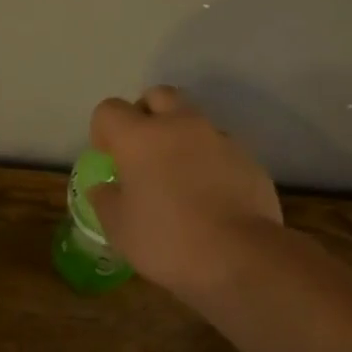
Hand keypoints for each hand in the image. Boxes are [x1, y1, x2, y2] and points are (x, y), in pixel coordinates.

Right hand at [88, 86, 282, 301]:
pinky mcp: (248, 158)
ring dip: (181, 138)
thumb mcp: (120, 229)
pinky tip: (210, 196)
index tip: (108, 158)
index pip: (110, 110)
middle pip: (158, 96)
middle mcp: (181, 125)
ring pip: (194, 121)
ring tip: (179, 178)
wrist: (239, 255)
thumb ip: (106, 201)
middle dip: (146, 115)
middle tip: (143, 152)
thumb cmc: (167, 241)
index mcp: (140, 137)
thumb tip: (103, 188)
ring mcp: (219, 139)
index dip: (103, 131)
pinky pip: (220, 148)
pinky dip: (209, 161)